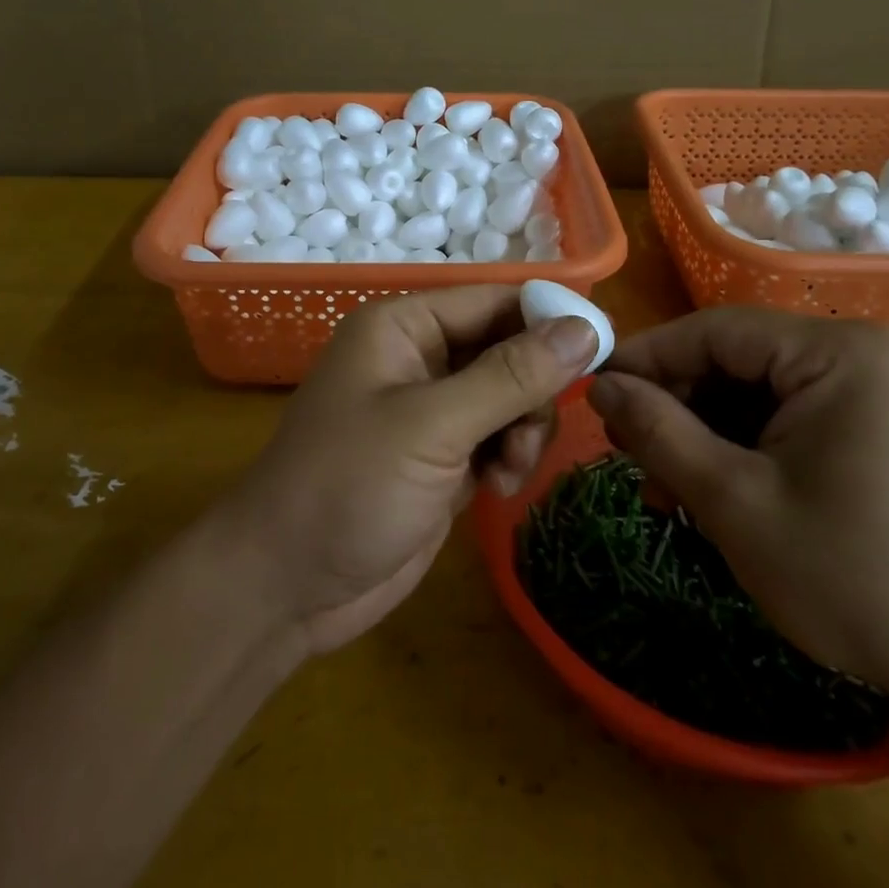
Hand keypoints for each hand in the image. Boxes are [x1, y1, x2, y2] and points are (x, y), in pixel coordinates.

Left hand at [216, 287, 597, 655]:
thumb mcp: (432, 425)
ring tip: (508, 469)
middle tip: (531, 431)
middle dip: (531, 390)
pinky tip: (498, 487)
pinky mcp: (441, 456)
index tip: (601, 348)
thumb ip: (509, 376)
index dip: (547, 318)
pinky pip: (498, 436)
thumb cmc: (348, 486)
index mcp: (403, 325)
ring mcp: (431, 409)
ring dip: (523, 429)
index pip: (494, 300)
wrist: (287, 587)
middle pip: (507, 348)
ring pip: (510, 396)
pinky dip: (509, 456)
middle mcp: (419, 356)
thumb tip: (583, 328)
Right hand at [587, 309, 888, 699]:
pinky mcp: (870, 424)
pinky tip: (705, 491)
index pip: (715, 331)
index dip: (646, 359)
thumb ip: (658, 431)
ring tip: (660, 489)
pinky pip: (782, 416)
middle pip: (733, 360)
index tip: (592, 391)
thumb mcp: (734, 501)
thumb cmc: (853, 579)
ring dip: (700, 434)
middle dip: (674, 407)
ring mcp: (870, 388)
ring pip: (752, 391)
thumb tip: (598, 384)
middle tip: (623, 452)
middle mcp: (858, 352)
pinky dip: (738, 448)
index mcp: (838, 352)